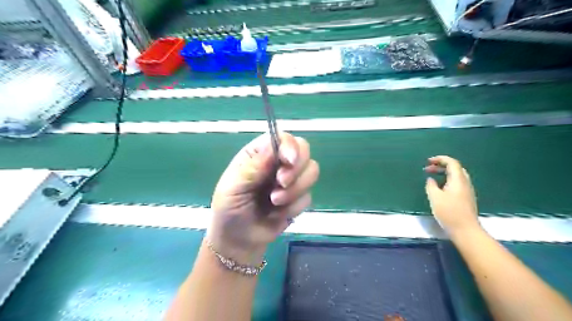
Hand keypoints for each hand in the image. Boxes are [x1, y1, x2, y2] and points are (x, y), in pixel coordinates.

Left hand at [210, 132, 319, 263]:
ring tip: (274, 202)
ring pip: (312, 172)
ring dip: (295, 190)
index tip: (289, 162)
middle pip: (304, 150)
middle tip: (280, 184)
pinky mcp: (298, 198)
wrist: (239, 241)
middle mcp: (277, 163)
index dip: (290, 146)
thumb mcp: (233, 188)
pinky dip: (294, 207)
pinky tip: (278, 214)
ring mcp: (290, 180)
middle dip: (296, 169)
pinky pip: (308, 196)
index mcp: (259, 154)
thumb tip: (274, 145)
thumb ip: (253, 167)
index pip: (282, 138)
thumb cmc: (230, 210)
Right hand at [424, 155, 481, 238]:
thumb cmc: (449, 212)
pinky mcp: (466, 198)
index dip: (440, 159)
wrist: (466, 230)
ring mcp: (467, 191)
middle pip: (455, 168)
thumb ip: (431, 186)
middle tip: (428, 168)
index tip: (428, 161)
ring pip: (456, 176)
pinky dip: (447, 180)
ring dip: (444, 173)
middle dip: (441, 165)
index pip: (452, 163)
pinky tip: (439, 188)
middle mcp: (465, 183)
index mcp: (458, 180)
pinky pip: (457, 183)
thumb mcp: (435, 197)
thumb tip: (430, 180)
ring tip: (432, 177)